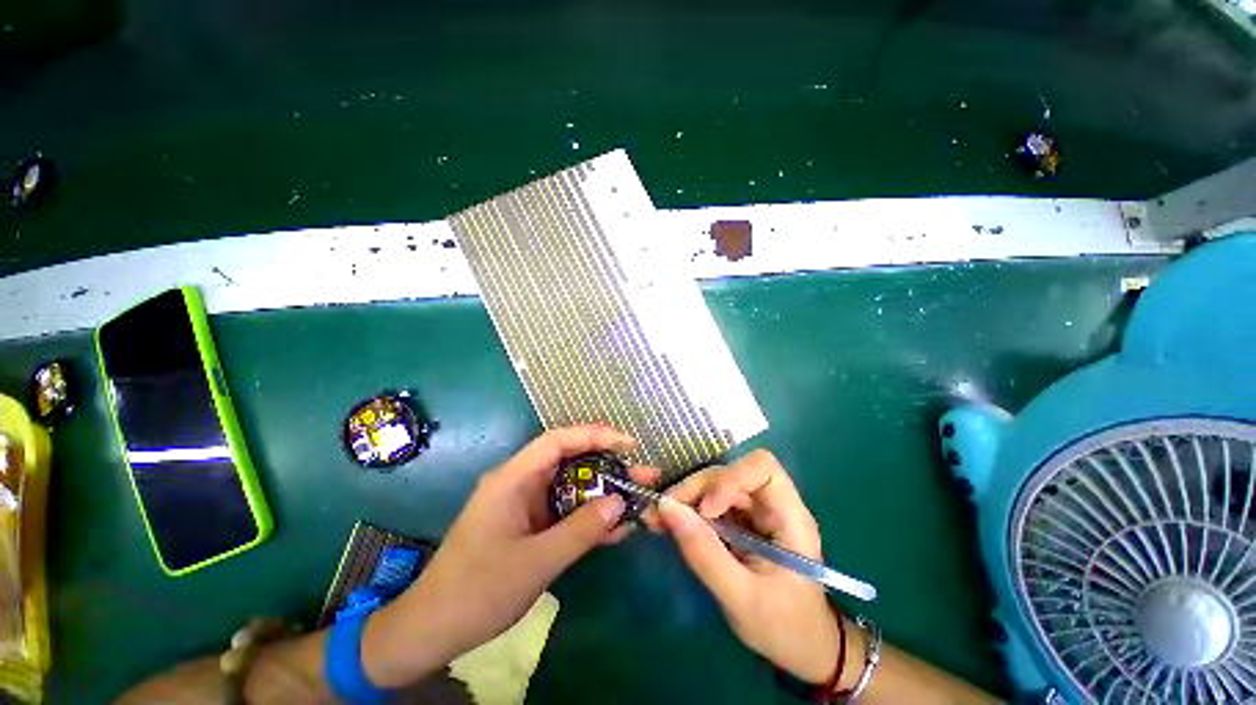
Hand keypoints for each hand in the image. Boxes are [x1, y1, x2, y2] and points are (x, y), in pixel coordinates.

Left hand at [362, 425, 639, 686]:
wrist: (433, 630)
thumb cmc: (477, 591)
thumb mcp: (536, 562)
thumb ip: (581, 530)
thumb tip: (619, 502)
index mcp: (514, 478)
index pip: (559, 441)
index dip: (595, 435)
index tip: (628, 444)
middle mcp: (522, 483)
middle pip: (571, 462)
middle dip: (609, 466)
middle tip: (643, 474)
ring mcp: (527, 504)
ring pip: (572, 487)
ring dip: (604, 493)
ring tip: (639, 498)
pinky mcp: (531, 524)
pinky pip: (566, 512)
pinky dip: (590, 517)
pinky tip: (617, 527)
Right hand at [644, 450, 841, 683]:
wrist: (801, 648)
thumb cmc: (784, 627)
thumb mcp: (742, 599)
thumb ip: (704, 554)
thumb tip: (666, 507)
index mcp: (788, 516)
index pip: (761, 467)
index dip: (730, 478)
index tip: (707, 510)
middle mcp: (770, 504)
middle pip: (729, 473)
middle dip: (694, 489)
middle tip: (661, 512)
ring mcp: (752, 512)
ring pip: (713, 485)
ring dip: (684, 499)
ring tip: (656, 519)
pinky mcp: (737, 522)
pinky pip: (707, 504)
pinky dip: (685, 511)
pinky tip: (665, 523)